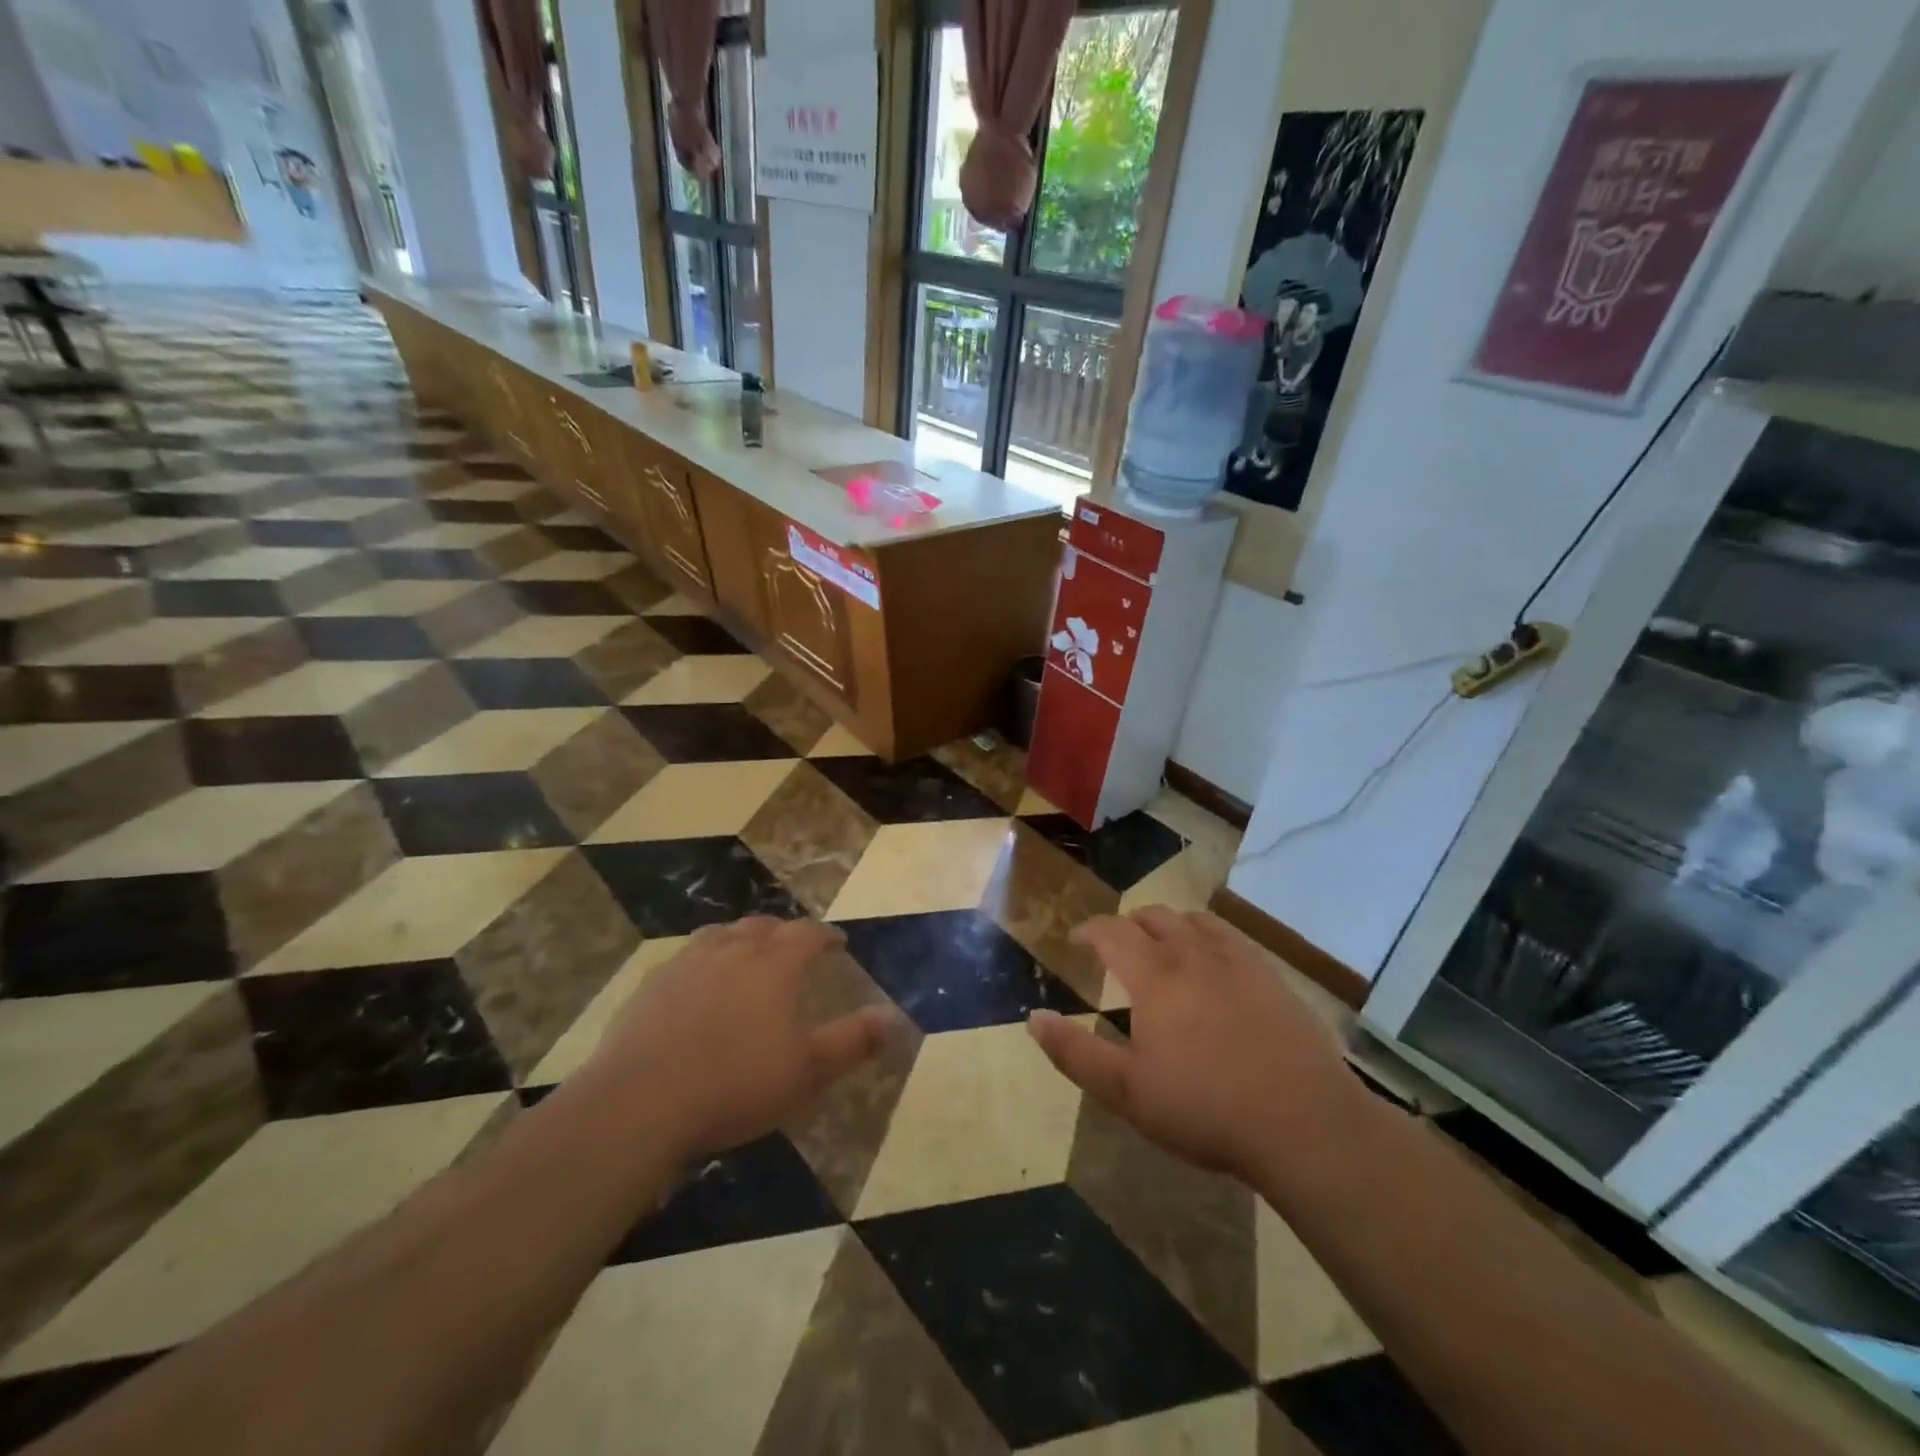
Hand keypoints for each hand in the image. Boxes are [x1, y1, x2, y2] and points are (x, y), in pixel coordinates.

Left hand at [583, 917, 894, 1160]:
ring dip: (740, 939)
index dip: (826, 935)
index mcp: (773, 963)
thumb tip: (894, 1017)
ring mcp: (687, 963)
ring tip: (746, 956)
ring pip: (721, 935)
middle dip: (783, 933)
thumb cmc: (736, 1084)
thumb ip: (854, 1040)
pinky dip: (703, 962)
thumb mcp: (808, 1070)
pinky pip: (686, 958)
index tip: (838, 942)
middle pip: (763, 926)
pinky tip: (697, 986)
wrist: (640, 1103)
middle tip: (793, 948)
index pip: (808, 933)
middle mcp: (732, 949)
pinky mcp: (652, 984)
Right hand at [1027, 908, 1364, 1183]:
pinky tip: (1214, 965)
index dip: (1089, 930)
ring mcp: (1239, 961)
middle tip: (1118, 948)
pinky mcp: (1273, 977)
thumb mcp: (1126, 1092)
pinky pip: (1232, 938)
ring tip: (1163, 948)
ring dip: (1170, 926)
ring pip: (1195, 921)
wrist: (1306, 1125)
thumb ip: (1074, 1052)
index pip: (1112, 931)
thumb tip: (1034, 1018)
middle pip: (1154, 916)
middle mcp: (1195, 954)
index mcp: (1156, 976)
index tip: (1077, 940)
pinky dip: (1209, 938)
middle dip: (1128, 925)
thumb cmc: (1206, 1109)